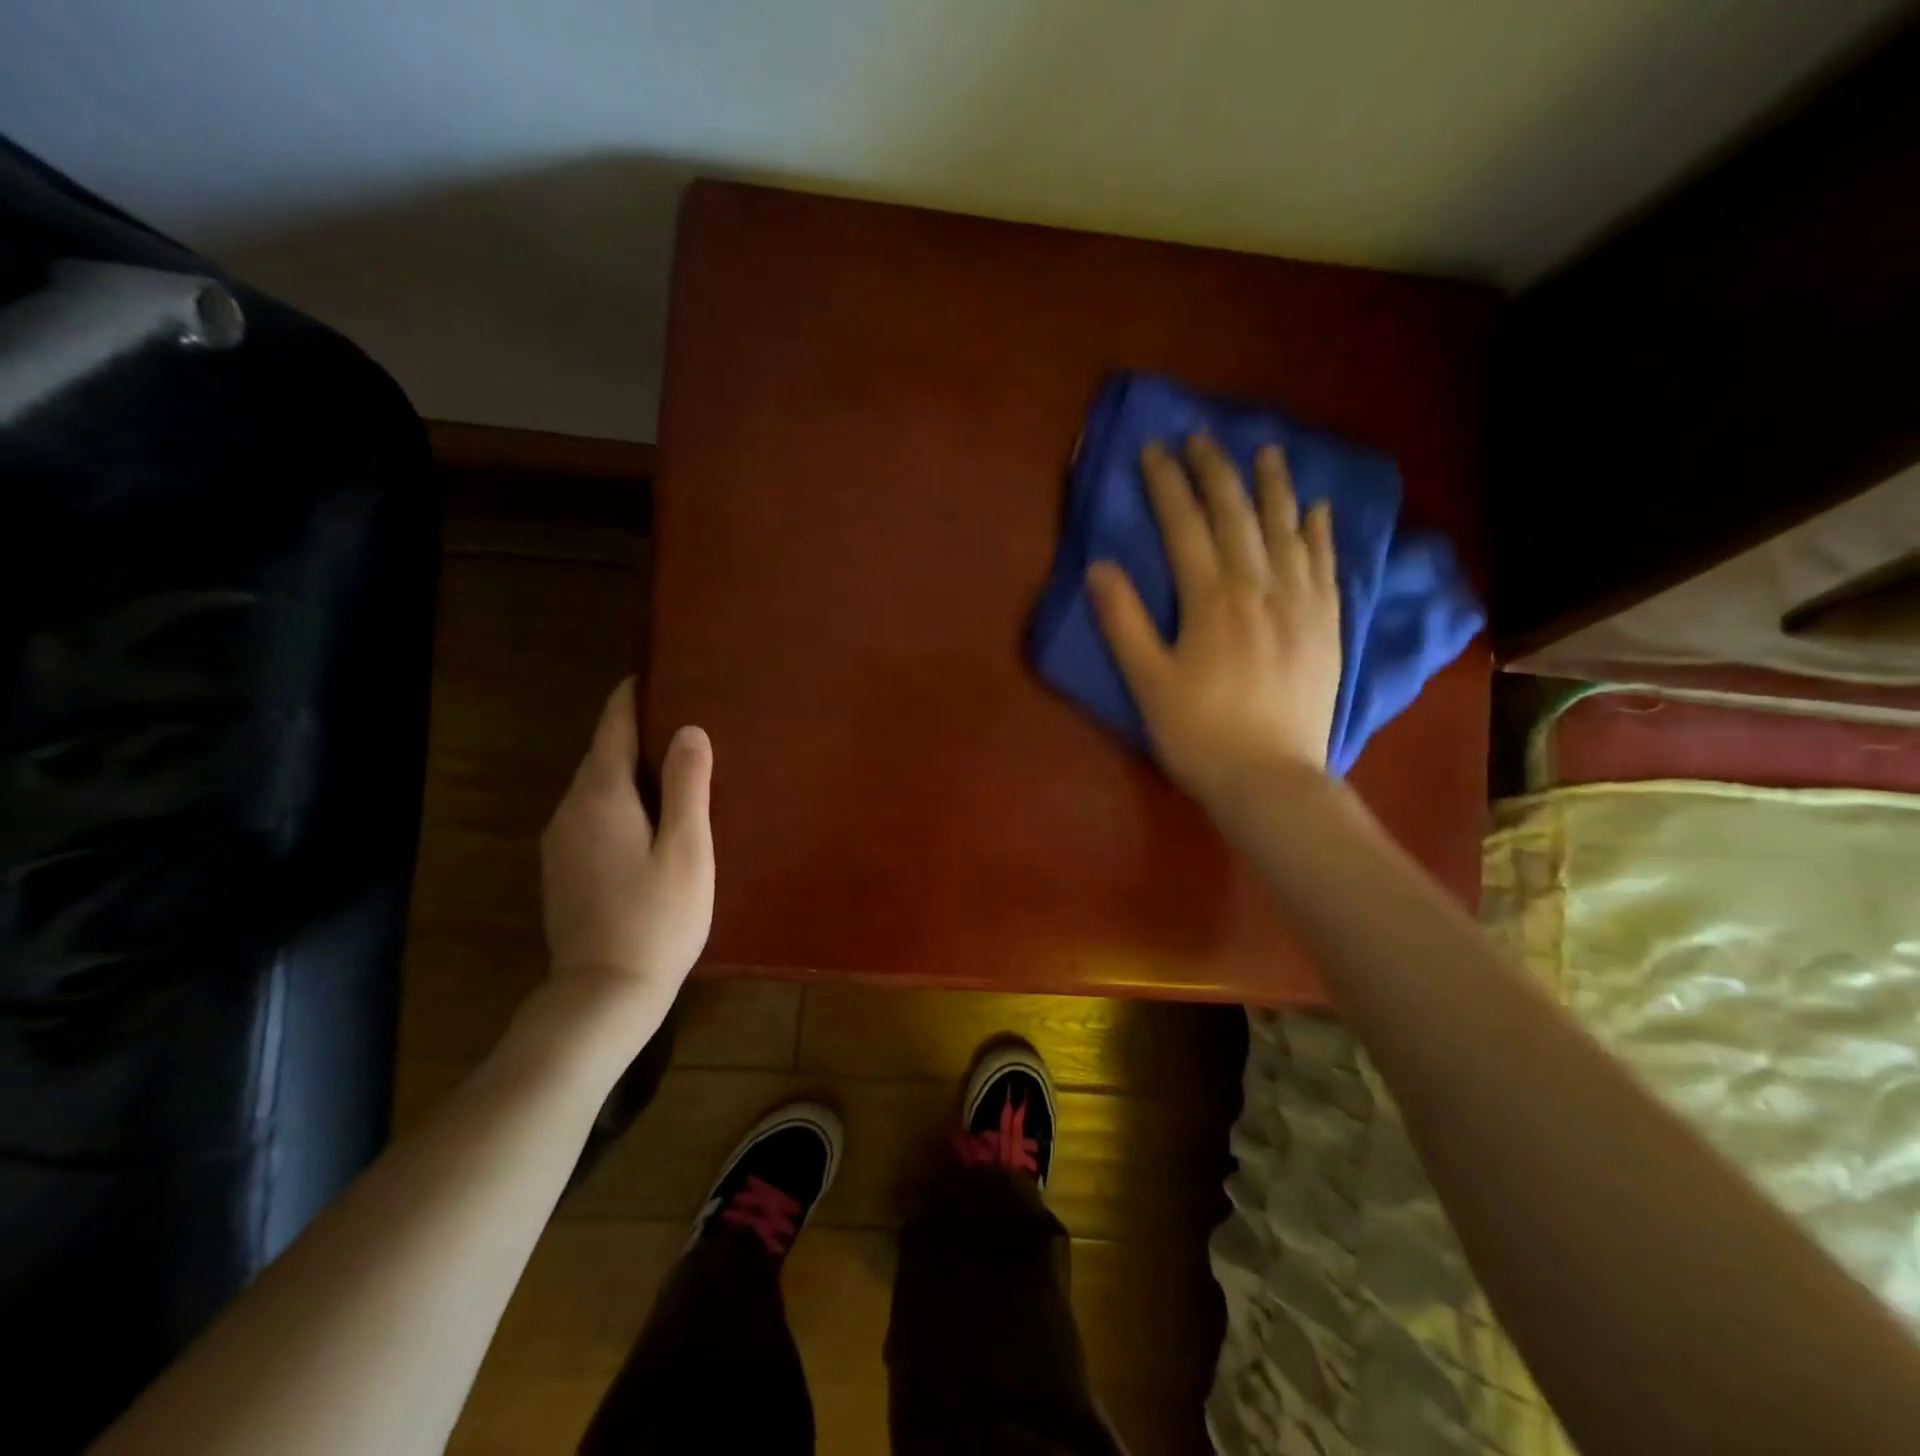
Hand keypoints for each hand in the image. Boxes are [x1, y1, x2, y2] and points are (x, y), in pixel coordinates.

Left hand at [539, 679, 714, 1018]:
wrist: (604, 993)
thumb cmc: (657, 917)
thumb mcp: (686, 848)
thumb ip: (687, 785)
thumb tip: (688, 730)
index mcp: (601, 797)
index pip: (611, 729)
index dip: (630, 699)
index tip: (649, 674)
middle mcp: (570, 811)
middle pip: (600, 756)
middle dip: (631, 733)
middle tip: (676, 719)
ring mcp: (561, 843)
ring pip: (595, 788)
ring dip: (625, 769)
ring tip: (668, 764)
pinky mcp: (563, 870)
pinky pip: (591, 815)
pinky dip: (617, 801)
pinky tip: (645, 816)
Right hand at [1086, 435, 1340, 815]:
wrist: (1270, 779)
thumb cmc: (1198, 734)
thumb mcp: (1147, 682)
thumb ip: (1124, 622)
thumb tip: (1099, 566)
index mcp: (1211, 600)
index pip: (1185, 526)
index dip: (1168, 485)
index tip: (1155, 451)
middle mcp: (1260, 588)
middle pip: (1237, 516)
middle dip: (1217, 472)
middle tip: (1202, 438)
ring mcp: (1300, 604)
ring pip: (1287, 530)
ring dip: (1273, 487)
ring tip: (1266, 452)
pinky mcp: (1326, 625)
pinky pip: (1325, 565)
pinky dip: (1319, 532)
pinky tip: (1315, 509)